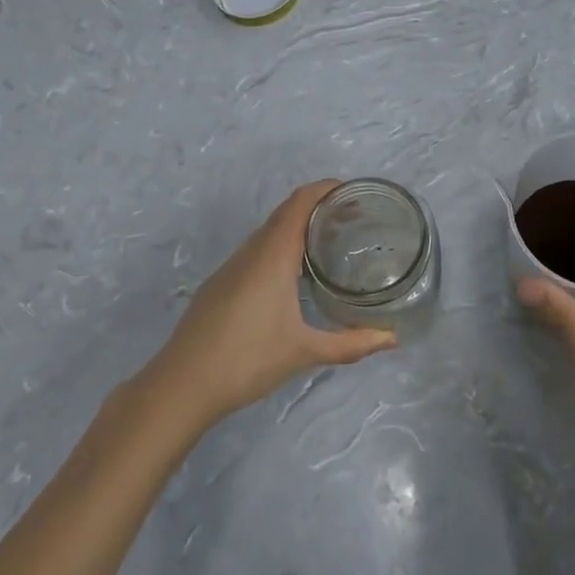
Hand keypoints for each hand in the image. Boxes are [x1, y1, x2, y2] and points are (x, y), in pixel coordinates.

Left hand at [137, 181, 397, 430]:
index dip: (325, 189)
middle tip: (353, 217)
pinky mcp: (220, 284)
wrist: (181, 385)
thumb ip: (351, 344)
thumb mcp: (305, 352)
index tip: (354, 192)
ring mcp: (231, 268)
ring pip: (268, 233)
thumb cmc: (247, 360)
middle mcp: (250, 253)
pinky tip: (294, 275)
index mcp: (272, 256)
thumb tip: (393, 339)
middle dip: (318, 207)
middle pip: (285, 213)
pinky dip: (280, 247)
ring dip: (297, 227)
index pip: (299, 203)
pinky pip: (256, 251)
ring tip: (330, 242)